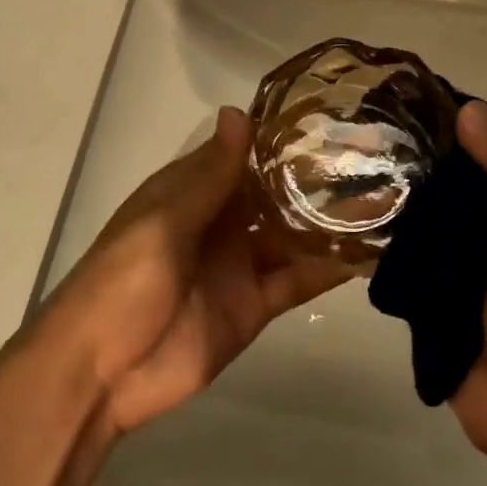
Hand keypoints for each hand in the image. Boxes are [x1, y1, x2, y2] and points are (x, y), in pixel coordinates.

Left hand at [45, 107, 349, 435]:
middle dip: (314, 178)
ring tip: (385, 197)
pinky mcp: (254, 305)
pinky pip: (297, 281)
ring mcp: (239, 264)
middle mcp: (221, 221)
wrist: (101, 373)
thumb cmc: (123, 282)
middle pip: (274, 193)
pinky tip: (369, 253)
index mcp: (192, 192)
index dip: (280, 136)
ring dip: (328, 221)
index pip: (243, 154)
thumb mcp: (164, 222)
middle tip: (375, 156)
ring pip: (292, 235)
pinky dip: (328, 269)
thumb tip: (239, 112)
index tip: (331, 116)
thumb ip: (209, 176)